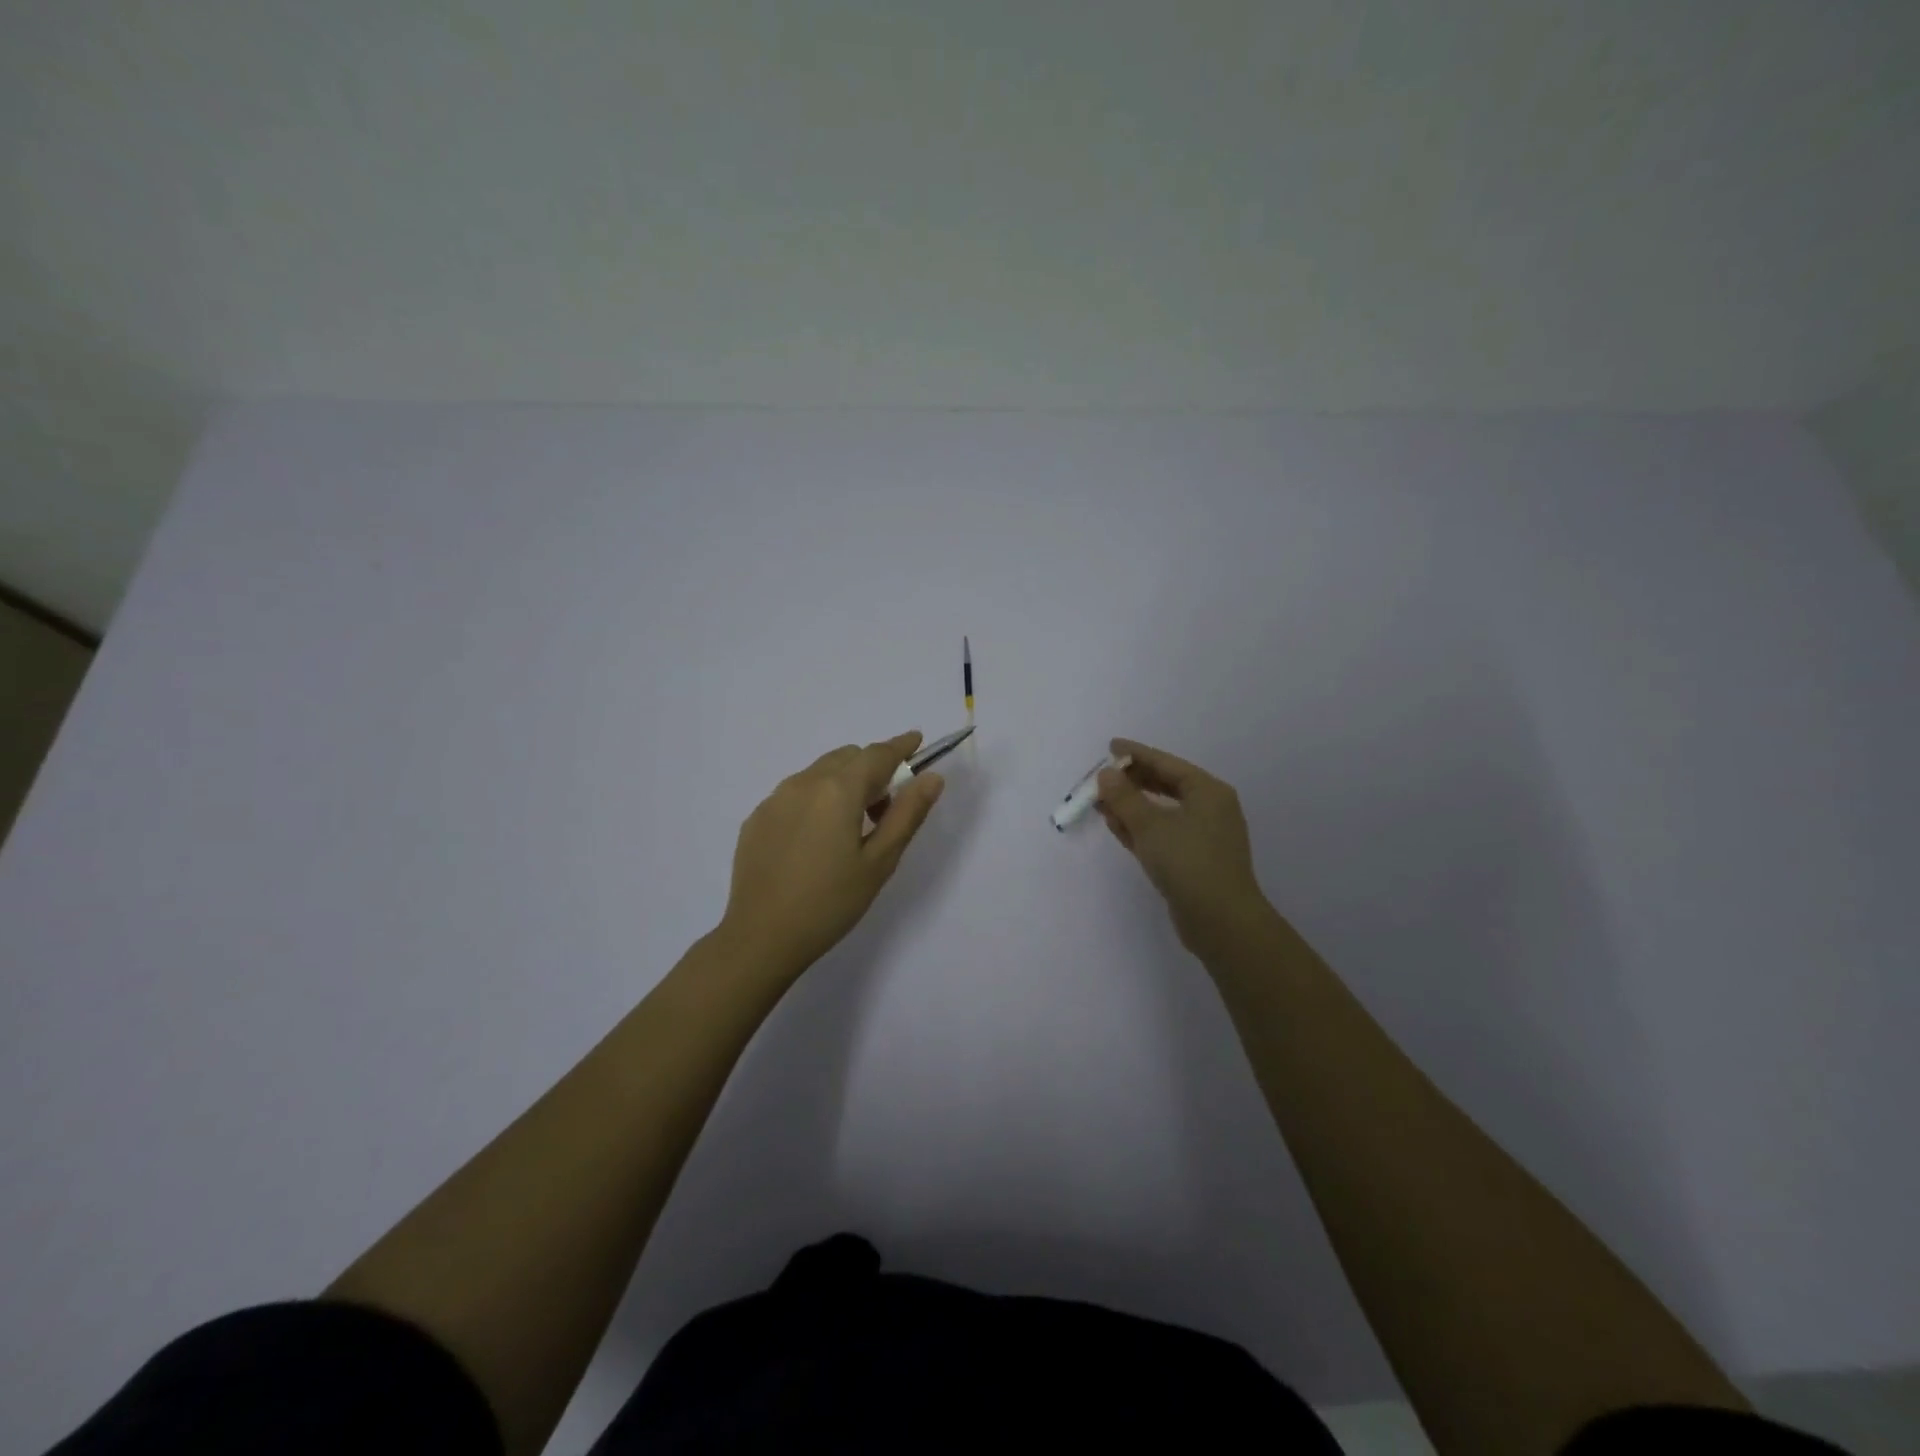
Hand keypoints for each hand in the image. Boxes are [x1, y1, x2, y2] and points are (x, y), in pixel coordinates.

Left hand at [720, 731, 945, 979]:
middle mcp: (803, 783)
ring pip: (819, 772)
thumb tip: (931, 778)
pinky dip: (815, 799)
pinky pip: (794, 793)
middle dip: (872, 769)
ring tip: (851, 827)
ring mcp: (774, 799)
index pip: (877, 754)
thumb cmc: (830, 903)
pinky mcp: (757, 818)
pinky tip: (816, 840)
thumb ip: (907, 814)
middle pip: (846, 757)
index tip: (917, 741)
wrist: (761, 938)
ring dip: (843, 783)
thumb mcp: (880, 861)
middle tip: (886, 807)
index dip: (900, 746)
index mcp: (838, 790)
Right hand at [1097, 739, 1273, 960]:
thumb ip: (1124, 797)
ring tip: (1101, 802)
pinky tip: (1116, 826)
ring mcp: (1204, 836)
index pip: (1166, 764)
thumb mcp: (1150, 825)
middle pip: (1165, 785)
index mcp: (1208, 791)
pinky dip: (1140, 828)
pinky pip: (1163, 834)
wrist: (1221, 921)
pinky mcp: (1194, 860)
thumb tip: (1106, 775)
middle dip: (1132, 782)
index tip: (1110, 747)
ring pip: (1162, 812)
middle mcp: (1210, 809)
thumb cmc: (1188, 862)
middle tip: (1101, 779)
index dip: (1136, 754)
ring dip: (1132, 807)